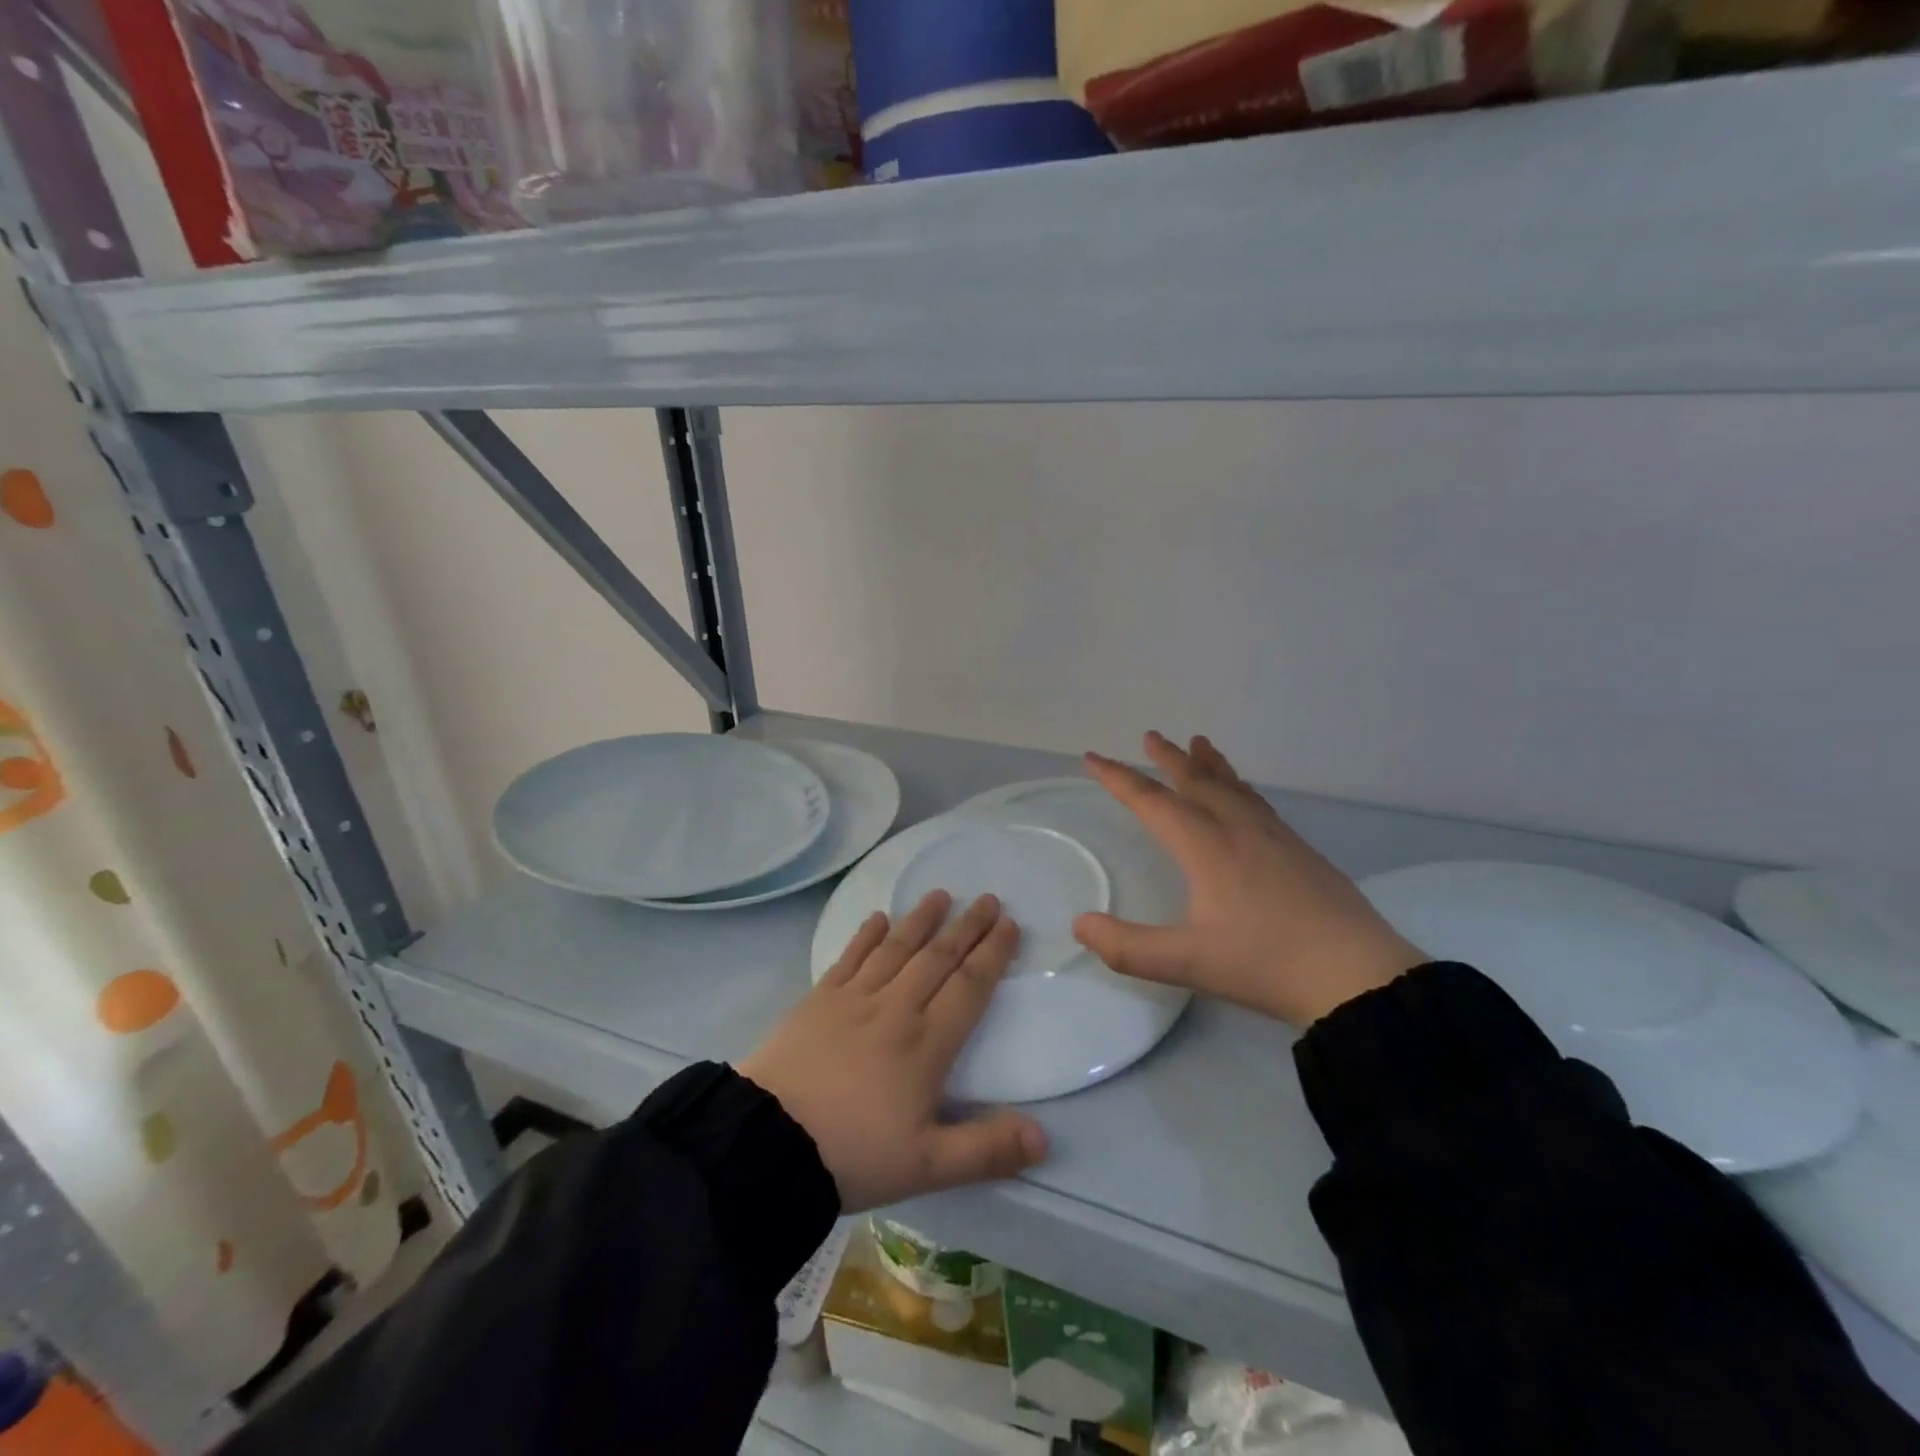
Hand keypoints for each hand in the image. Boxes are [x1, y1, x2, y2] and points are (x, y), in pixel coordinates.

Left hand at [737, 891, 1047, 1212]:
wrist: (767, 1143)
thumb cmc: (852, 1154)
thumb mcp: (927, 1167)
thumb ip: (986, 1151)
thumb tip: (1045, 1139)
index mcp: (927, 1044)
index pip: (969, 986)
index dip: (992, 954)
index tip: (1008, 924)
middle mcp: (895, 1008)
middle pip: (937, 957)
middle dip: (966, 926)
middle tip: (986, 898)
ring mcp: (853, 999)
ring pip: (896, 948)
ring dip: (921, 919)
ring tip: (939, 895)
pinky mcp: (818, 1000)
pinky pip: (850, 957)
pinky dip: (867, 935)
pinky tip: (878, 918)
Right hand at [1074, 732, 1427, 1026]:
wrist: (1358, 975)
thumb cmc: (1266, 963)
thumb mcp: (1187, 962)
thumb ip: (1127, 947)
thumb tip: (1080, 924)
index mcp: (1206, 846)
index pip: (1151, 801)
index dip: (1118, 778)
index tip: (1093, 758)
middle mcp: (1238, 830)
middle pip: (1197, 781)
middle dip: (1169, 758)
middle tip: (1151, 736)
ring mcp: (1275, 838)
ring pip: (1234, 787)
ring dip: (1210, 765)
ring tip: (1200, 744)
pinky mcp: (1302, 852)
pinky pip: (1259, 803)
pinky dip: (1240, 787)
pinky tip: (1246, 797)